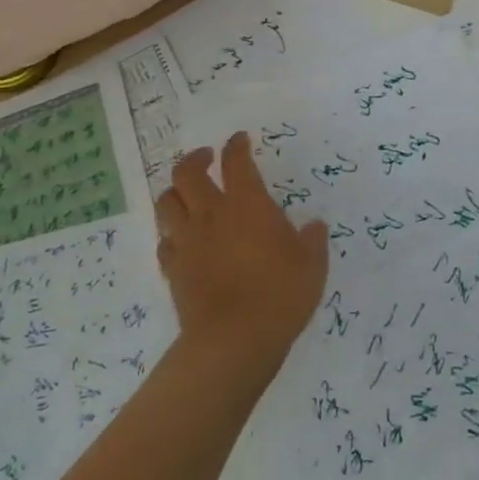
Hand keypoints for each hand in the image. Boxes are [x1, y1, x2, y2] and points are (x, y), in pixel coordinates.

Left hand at [155, 133, 328, 375]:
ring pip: (167, 203)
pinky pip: (164, 242)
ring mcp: (188, 242)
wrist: (234, 340)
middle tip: (206, 158)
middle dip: (195, 159)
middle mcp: (212, 215)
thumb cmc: (280, 294)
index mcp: (248, 204)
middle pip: (187, 173)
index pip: (236, 162)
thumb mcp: (312, 265)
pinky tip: (182, 240)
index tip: (240, 140)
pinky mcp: (173, 270)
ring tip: (187, 193)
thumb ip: (312, 241)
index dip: (237, 146)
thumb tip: (314, 226)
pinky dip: (172, 234)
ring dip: (176, 192)